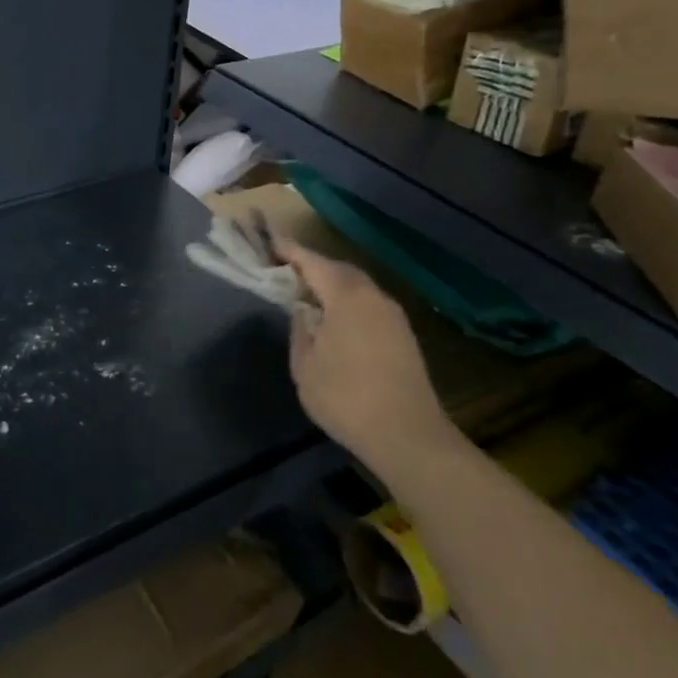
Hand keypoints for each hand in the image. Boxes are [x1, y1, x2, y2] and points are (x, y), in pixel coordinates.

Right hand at [276, 238, 451, 470]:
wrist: (407, 436)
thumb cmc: (346, 397)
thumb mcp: (305, 366)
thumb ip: (300, 330)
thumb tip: (302, 311)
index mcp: (347, 296)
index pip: (312, 262)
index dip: (289, 251)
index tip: (269, 241)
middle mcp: (373, 296)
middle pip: (339, 270)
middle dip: (312, 266)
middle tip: (285, 269)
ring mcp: (393, 316)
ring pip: (357, 287)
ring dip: (331, 285)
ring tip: (306, 293)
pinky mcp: (403, 335)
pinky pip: (368, 305)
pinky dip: (347, 302)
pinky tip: (334, 320)